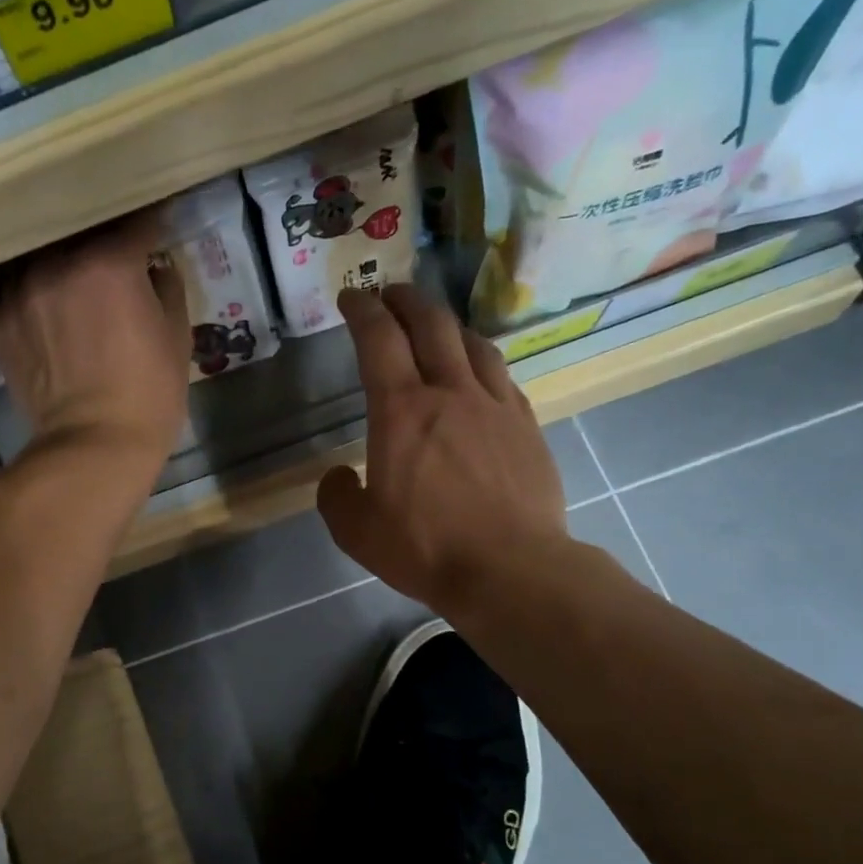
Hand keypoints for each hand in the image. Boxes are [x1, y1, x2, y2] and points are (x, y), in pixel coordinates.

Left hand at [0, 213, 190, 468]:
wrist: (94, 447)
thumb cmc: (149, 396)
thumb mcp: (178, 340)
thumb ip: (167, 289)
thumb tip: (155, 267)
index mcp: (111, 263)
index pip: (135, 222)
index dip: (151, 222)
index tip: (158, 225)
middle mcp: (59, 263)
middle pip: (78, 227)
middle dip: (99, 231)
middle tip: (110, 241)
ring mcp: (20, 290)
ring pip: (32, 247)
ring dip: (51, 248)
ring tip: (60, 254)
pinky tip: (4, 271)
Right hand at [318, 286, 570, 615]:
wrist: (511, 569)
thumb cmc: (426, 548)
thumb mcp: (356, 531)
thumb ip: (336, 496)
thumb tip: (338, 475)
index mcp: (401, 410)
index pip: (378, 338)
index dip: (362, 309)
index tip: (351, 296)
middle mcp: (450, 392)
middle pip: (430, 324)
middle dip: (405, 300)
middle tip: (390, 294)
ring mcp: (495, 406)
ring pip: (473, 343)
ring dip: (447, 325)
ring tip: (436, 327)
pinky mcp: (527, 426)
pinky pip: (501, 376)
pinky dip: (481, 362)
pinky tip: (479, 375)